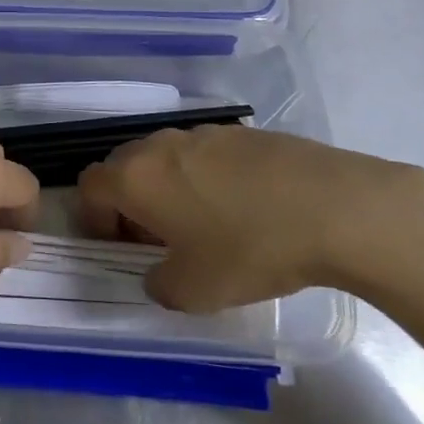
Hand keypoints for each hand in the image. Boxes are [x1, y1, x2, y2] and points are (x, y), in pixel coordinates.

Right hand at [77, 124, 423, 311]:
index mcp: (136, 178)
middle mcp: (159, 146)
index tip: (120, 247)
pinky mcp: (239, 132)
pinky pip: (202, 154)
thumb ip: (159, 286)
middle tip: (156, 238)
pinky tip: (242, 207)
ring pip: (163, 157)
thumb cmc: (249, 249)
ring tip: (202, 223)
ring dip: (166, 187)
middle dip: (128, 201)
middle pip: (123, 166)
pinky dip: (203, 177)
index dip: (94, 218)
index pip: (90, 186)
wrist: (333, 207)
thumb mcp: (195, 292)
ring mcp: (200, 134)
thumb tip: (158, 274)